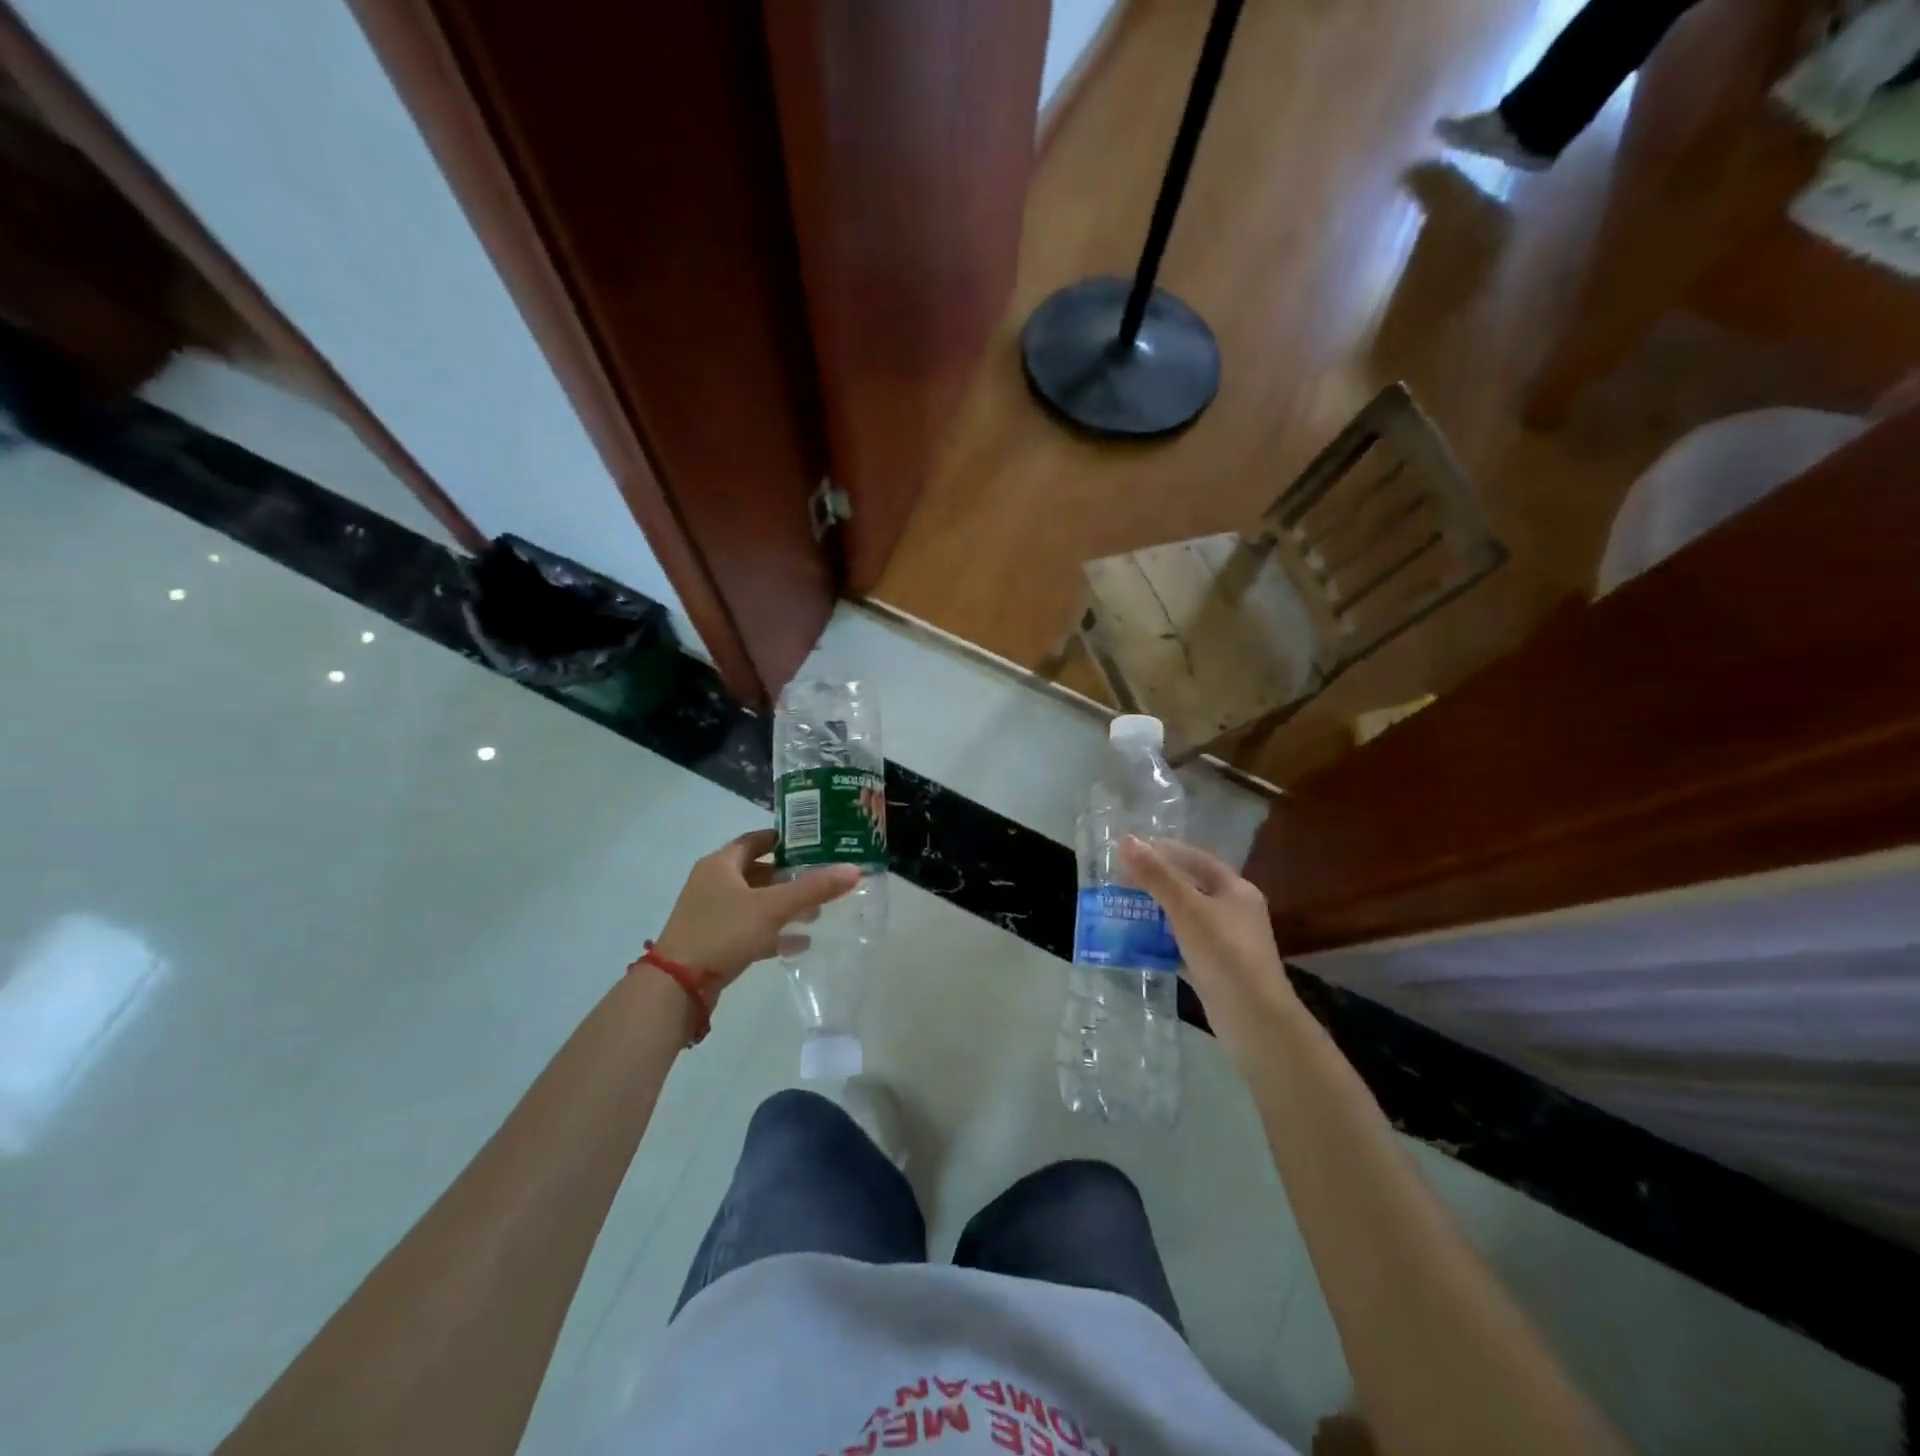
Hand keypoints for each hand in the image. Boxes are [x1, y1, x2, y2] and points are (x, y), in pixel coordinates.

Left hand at [654, 830, 860, 991]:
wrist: (677, 987)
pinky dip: (773, 932)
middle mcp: (713, 883)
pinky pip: (749, 928)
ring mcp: (711, 914)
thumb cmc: (723, 932)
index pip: (756, 840)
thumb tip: (854, 869)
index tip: (814, 843)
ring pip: (755, 902)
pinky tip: (799, 943)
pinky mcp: (714, 941)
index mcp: (720, 864)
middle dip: (790, 877)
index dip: (784, 839)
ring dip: (784, 906)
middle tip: (822, 880)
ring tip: (816, 913)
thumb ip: (813, 888)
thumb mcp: (773, 907)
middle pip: (758, 871)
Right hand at [1119, 836, 1300, 1067]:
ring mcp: (1226, 942)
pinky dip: (1162, 942)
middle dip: (1156, 883)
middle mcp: (1234, 912)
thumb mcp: (1187, 909)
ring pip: (1185, 918)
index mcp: (1236, 890)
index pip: (1197, 859)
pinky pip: (1183, 945)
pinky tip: (1138, 943)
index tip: (1131, 850)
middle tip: (1120, 880)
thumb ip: (1157, 875)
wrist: (1254, 1019)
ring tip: (1122, 907)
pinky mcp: (1216, 969)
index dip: (1165, 851)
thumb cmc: (1224, 953)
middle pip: (1191, 887)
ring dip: (1156, 913)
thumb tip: (1126, 840)